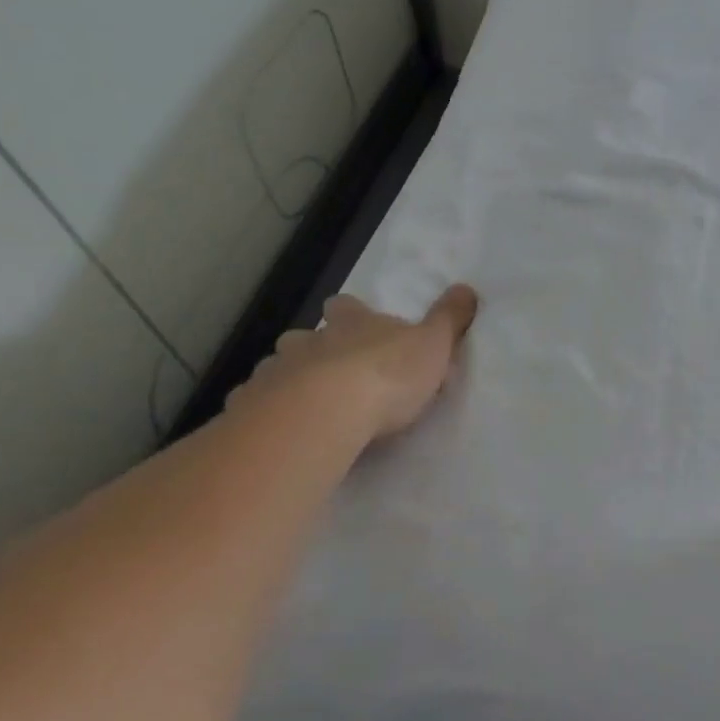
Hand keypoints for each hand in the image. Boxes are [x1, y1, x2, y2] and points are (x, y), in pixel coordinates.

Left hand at [227, 284, 479, 439]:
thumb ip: (449, 318)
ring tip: (305, 407)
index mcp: (352, 324)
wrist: (326, 413)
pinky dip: (264, 414)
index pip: (347, 306)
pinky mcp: (253, 409)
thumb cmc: (387, 374)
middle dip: (313, 350)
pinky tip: (277, 432)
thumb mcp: (433, 344)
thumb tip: (467, 288)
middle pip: (303, 337)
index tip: (356, 322)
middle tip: (330, 373)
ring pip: (277, 369)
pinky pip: (254, 406)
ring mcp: (276, 373)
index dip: (351, 313)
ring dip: (288, 381)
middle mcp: (309, 342)